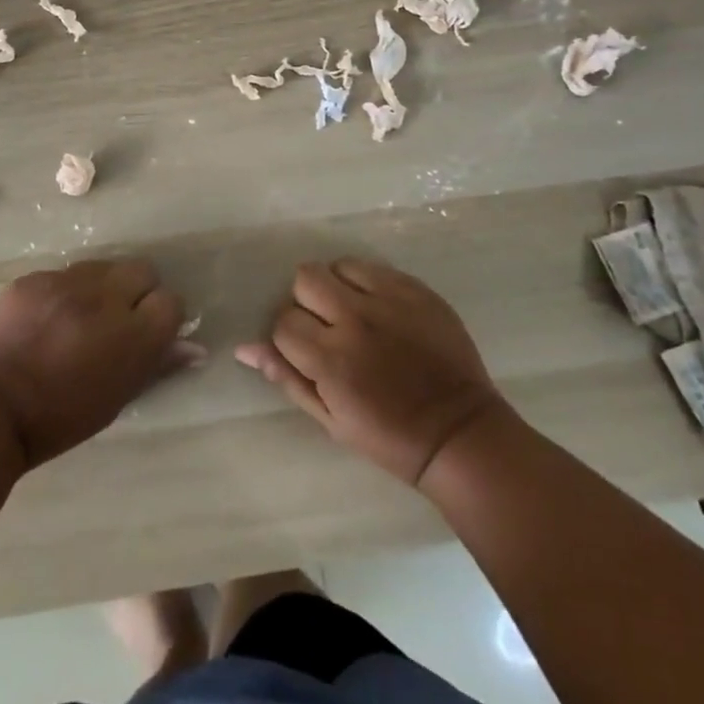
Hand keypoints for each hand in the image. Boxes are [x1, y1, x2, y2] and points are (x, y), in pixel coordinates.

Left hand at [0, 259, 194, 468]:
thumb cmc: (60, 417)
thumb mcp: (116, 398)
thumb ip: (157, 364)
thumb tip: (194, 347)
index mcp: (132, 335)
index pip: (171, 302)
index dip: (163, 316)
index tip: (149, 330)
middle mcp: (105, 298)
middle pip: (142, 270)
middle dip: (138, 291)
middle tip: (118, 318)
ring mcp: (66, 282)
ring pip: (103, 267)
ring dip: (102, 287)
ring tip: (81, 316)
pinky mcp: (35, 277)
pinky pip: (63, 274)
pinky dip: (64, 292)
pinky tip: (48, 318)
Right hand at [236, 259, 508, 485]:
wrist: (459, 433)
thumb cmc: (389, 437)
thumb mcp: (330, 419)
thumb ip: (287, 378)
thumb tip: (245, 348)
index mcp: (331, 360)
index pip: (282, 322)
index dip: (288, 337)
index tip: (307, 352)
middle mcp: (355, 320)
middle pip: (305, 279)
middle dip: (306, 302)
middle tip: (325, 326)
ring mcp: (388, 300)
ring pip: (336, 266)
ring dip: (336, 287)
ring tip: (353, 312)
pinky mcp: (415, 289)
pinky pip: (373, 266)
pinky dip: (366, 282)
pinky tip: (378, 308)